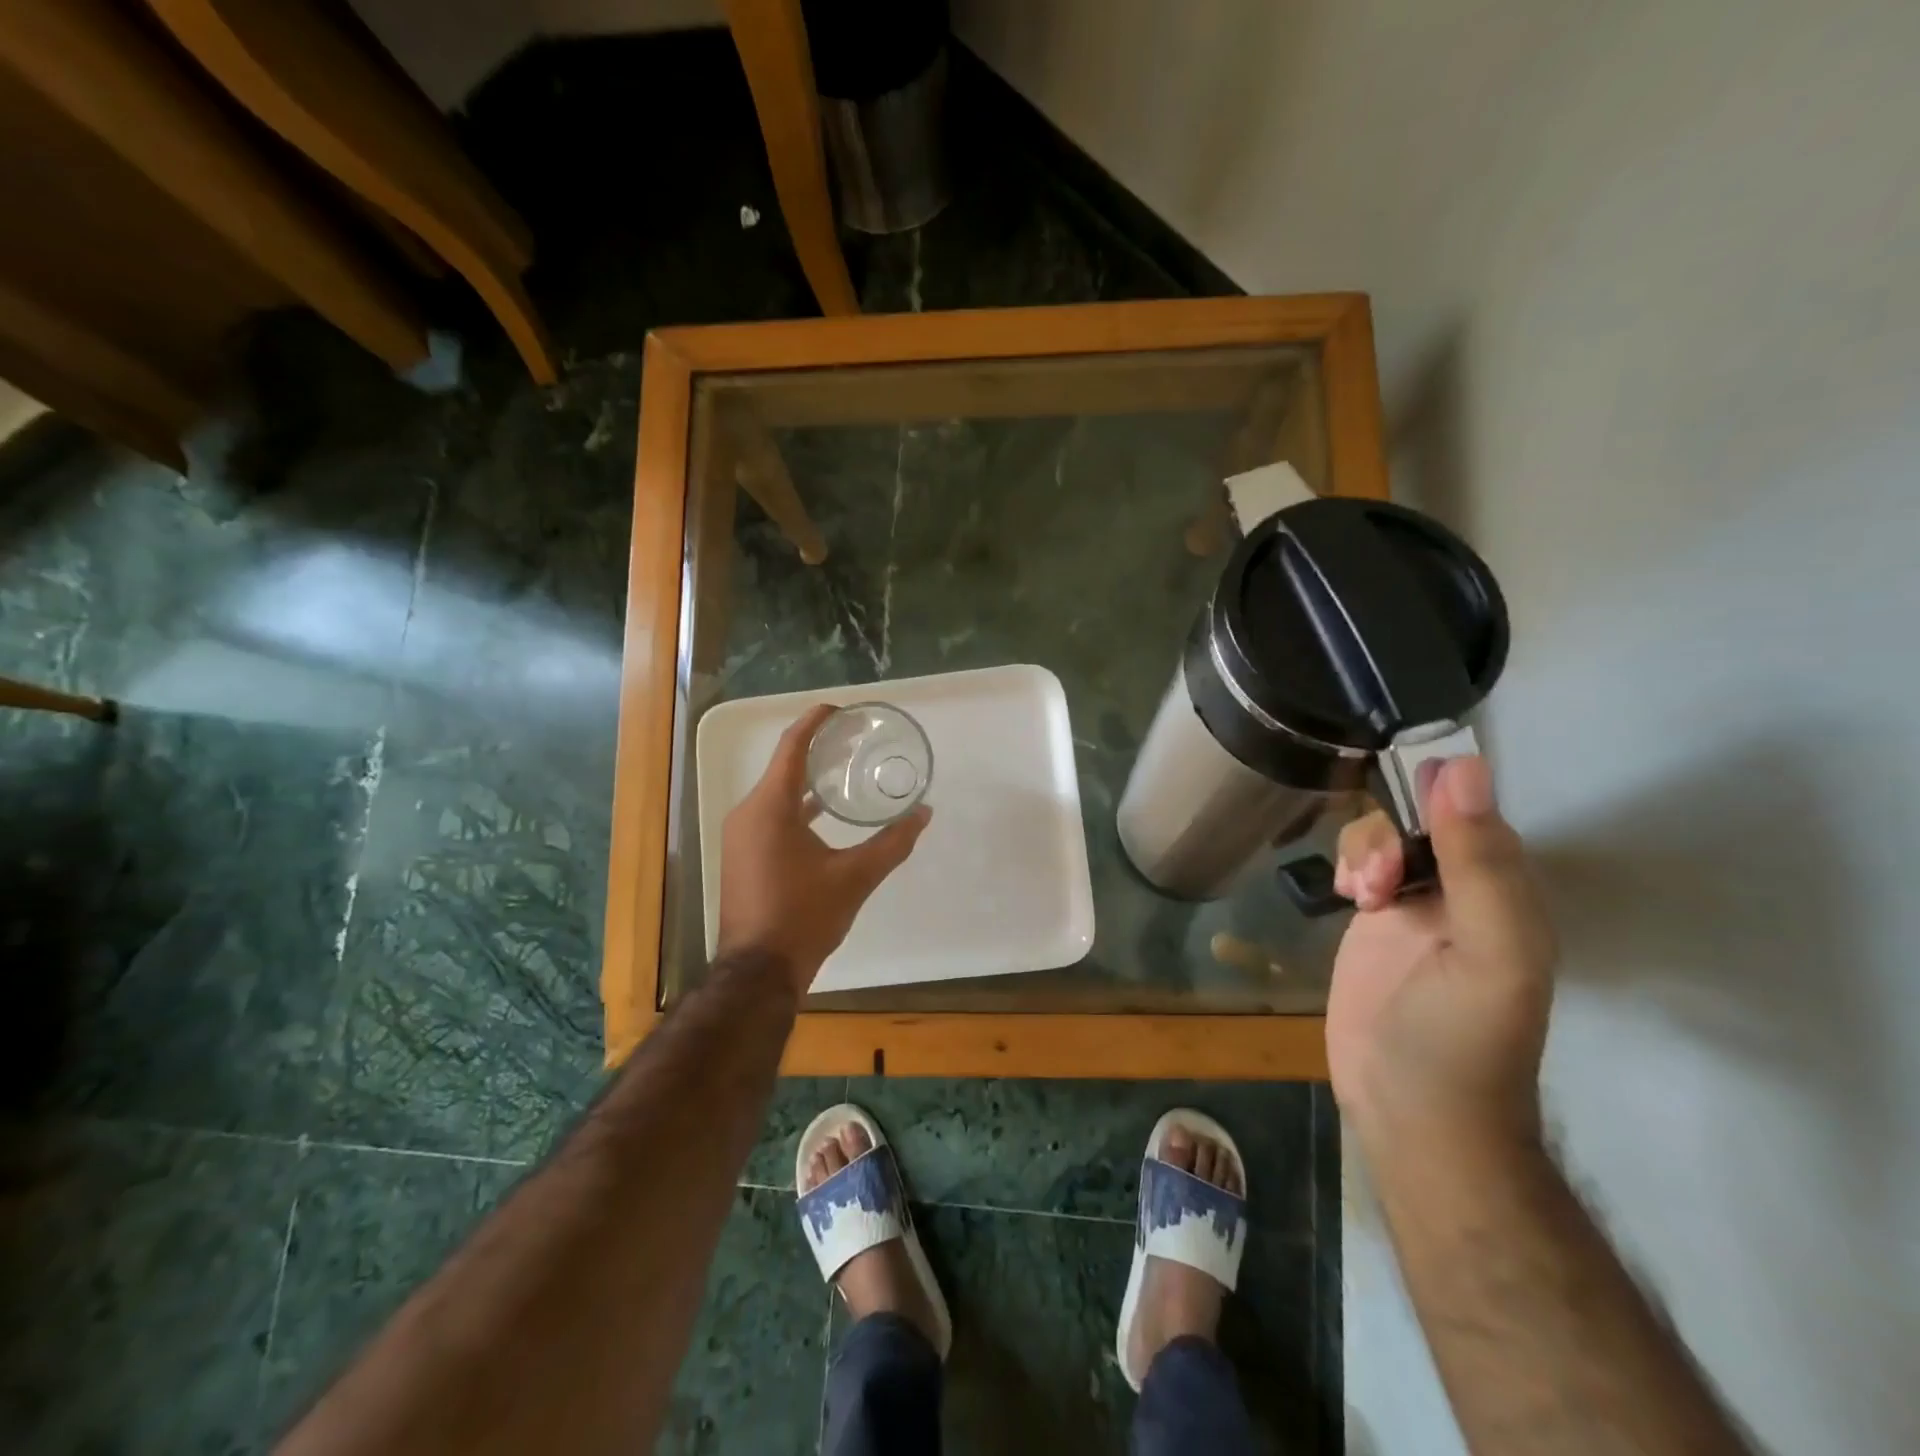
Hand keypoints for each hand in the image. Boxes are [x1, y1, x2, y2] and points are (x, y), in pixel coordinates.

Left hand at [716, 704, 930, 995]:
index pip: (792, 746)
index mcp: (770, 807)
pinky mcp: (743, 854)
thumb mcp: (855, 877)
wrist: (758, 971)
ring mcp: (741, 835)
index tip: (843, 710)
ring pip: (777, 792)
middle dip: (818, 749)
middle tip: (855, 740)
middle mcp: (749, 813)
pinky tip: (825, 814)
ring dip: (809, 779)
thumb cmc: (804, 917)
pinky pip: (771, 814)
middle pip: (784, 765)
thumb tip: (924, 813)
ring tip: (845, 769)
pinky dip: (798, 805)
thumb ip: (892, 843)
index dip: (816, 721)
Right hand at [1327, 756, 1556, 1158]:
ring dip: (1364, 850)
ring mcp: (1416, 908)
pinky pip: (1360, 867)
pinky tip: (1344, 894)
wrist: (1411, 1113)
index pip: (1476, 814)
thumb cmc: (1458, 1037)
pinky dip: (1348, 866)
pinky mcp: (1375, 925)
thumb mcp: (1485, 950)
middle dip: (1389, 833)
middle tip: (1374, 878)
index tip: (1400, 806)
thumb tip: (1464, 766)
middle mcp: (1465, 893)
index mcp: (1508, 895)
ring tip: (1357, 892)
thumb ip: (1479, 863)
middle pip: (1422, 820)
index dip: (1437, 800)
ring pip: (1385, 838)